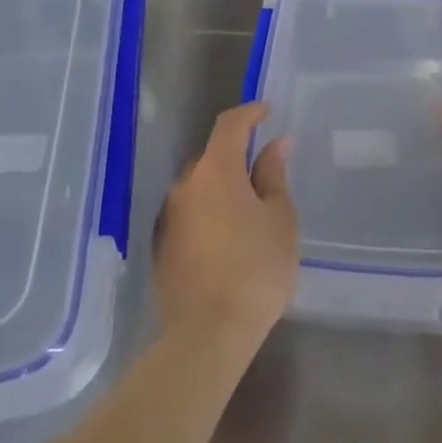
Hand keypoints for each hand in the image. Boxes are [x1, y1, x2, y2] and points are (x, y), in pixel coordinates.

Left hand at [153, 102, 298, 354]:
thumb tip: (275, 145)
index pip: (229, 125)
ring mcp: (168, 216)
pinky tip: (227, 240)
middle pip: (212, 158)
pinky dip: (209, 214)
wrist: (209, 330)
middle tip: (267, 176)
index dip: (249, 113)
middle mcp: (185, 186)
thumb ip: (274, 176)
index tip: (267, 111)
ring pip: (199, 188)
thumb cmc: (257, 269)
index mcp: (216, 172)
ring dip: (222, 189)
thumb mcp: (279, 219)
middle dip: (238, 158)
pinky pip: (189, 215)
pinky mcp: (162, 245)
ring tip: (250, 215)